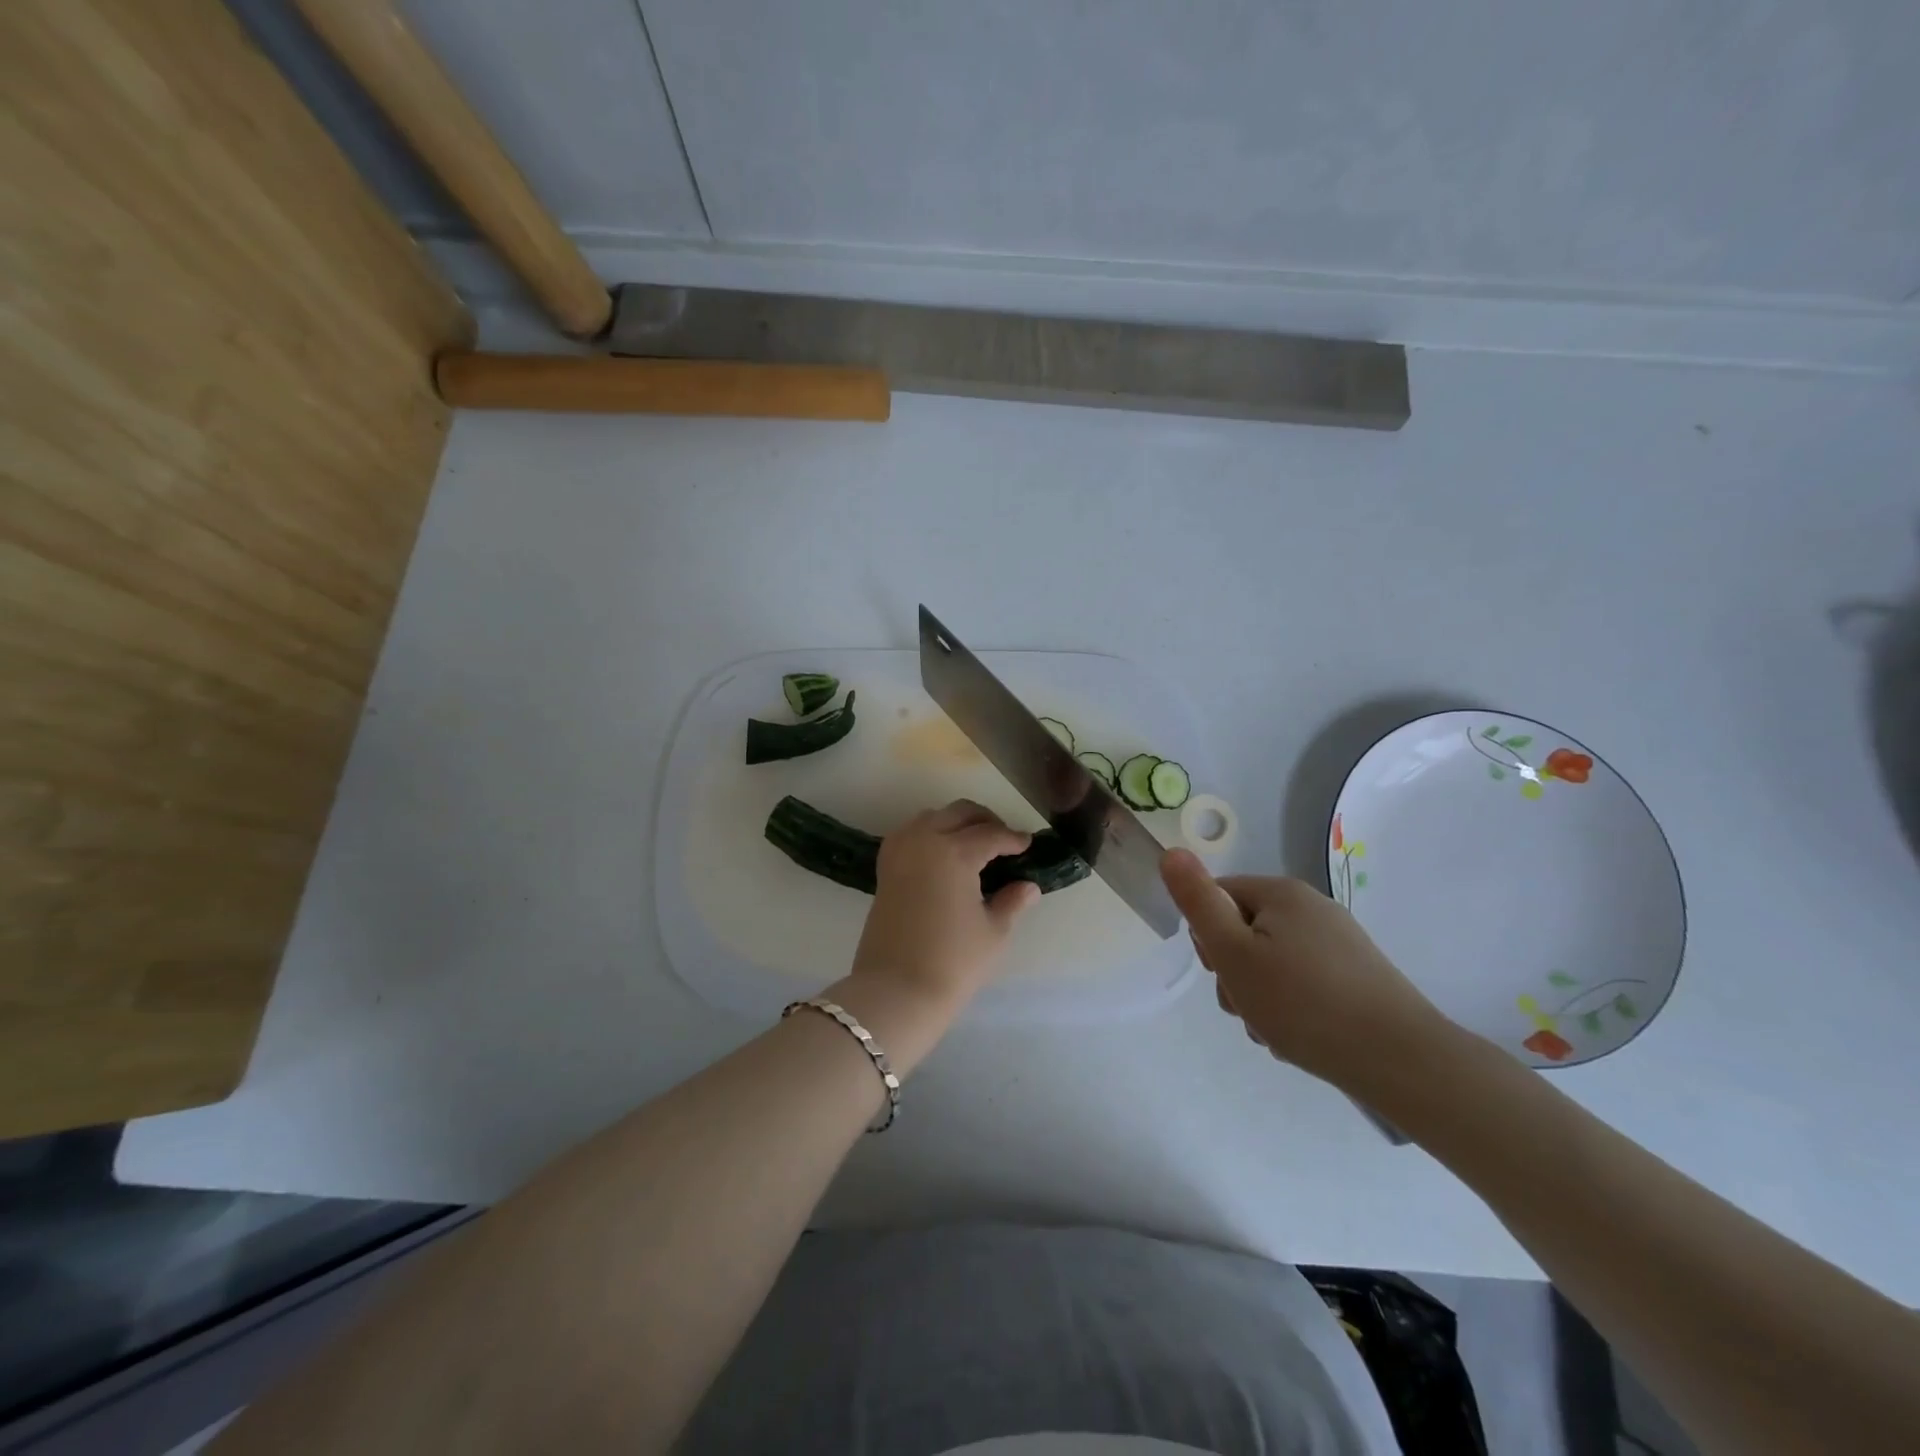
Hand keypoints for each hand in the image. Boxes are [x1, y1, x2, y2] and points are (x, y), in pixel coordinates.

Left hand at [850, 800, 1040, 1011]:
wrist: (896, 991)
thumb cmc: (953, 963)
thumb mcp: (993, 932)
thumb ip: (1011, 901)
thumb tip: (1028, 886)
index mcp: (955, 852)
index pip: (992, 835)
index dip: (1014, 839)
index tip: (1028, 844)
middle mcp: (925, 840)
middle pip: (960, 813)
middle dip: (985, 820)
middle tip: (1004, 840)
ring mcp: (900, 851)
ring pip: (932, 816)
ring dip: (955, 821)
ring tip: (974, 844)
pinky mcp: (885, 867)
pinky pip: (910, 833)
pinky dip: (929, 833)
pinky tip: (943, 854)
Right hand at [1160, 849, 1447, 1088]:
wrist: (1401, 1061)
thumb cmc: (1303, 1003)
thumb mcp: (1233, 953)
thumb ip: (1198, 902)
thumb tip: (1171, 852)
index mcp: (1281, 892)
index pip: (1218, 897)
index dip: (1208, 938)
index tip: (1222, 973)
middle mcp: (1312, 907)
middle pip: (1244, 931)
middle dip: (1234, 972)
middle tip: (1247, 1005)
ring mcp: (1339, 942)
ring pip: (1272, 962)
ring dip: (1260, 996)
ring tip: (1274, 1029)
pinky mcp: (1357, 976)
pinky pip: (1303, 982)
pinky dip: (1292, 1007)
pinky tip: (1300, 1036)